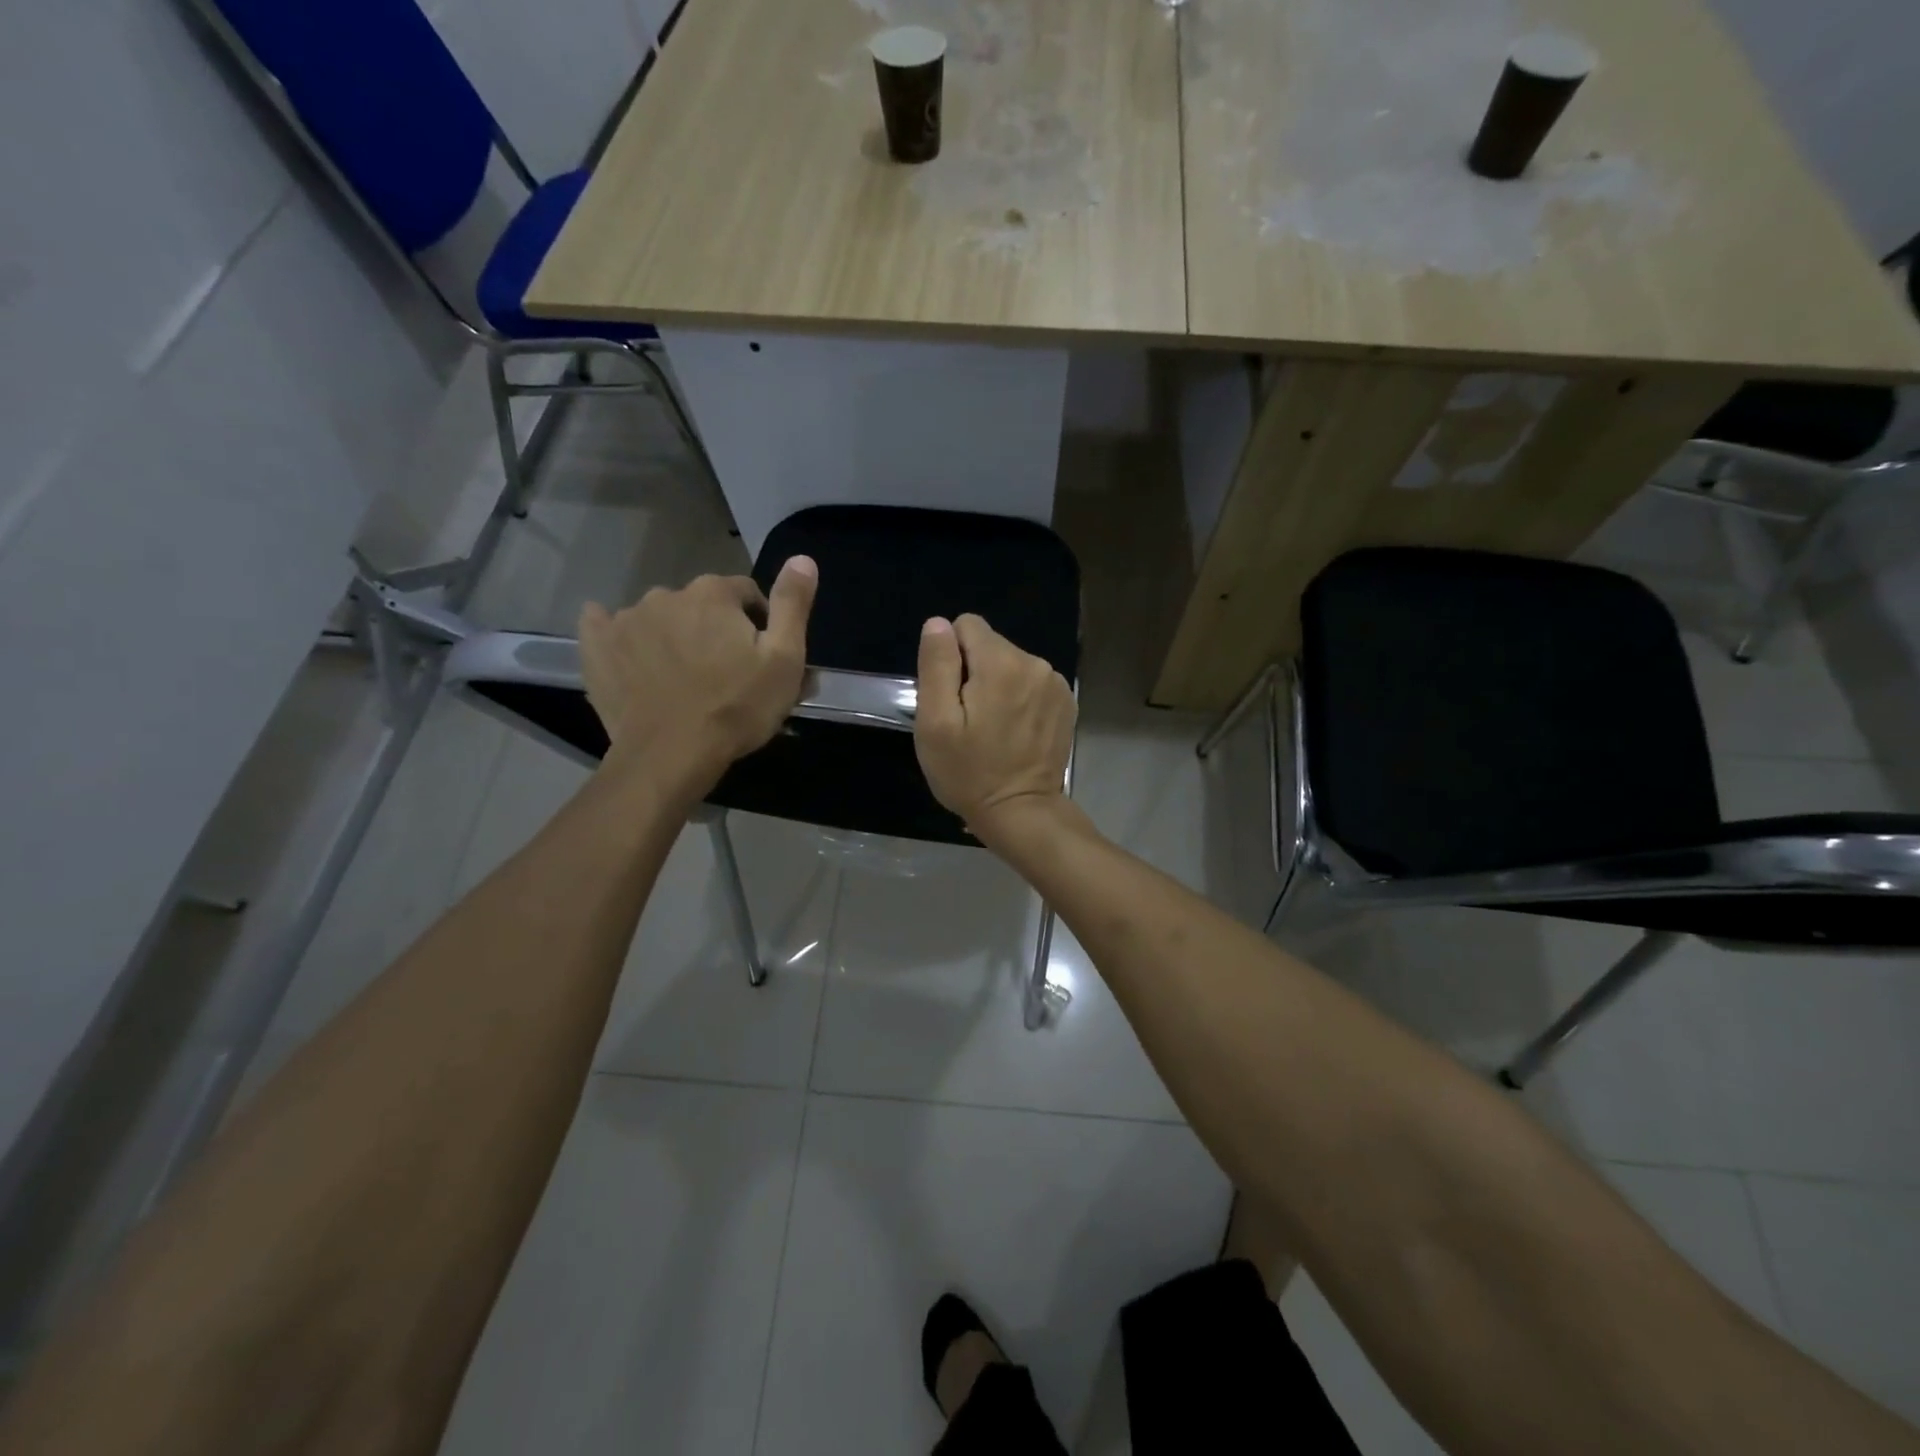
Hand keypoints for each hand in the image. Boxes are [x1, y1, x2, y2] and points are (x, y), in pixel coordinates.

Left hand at [579, 557, 816, 791]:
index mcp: (714, 593)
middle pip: (701, 605)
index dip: (758, 623)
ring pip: (661, 618)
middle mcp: (667, 594)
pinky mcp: (597, 646)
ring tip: (683, 679)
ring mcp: (626, 619)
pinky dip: (621, 636)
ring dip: (674, 637)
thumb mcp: (784, 659)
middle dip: (714, 630)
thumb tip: (802, 558)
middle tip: (724, 673)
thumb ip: (792, 604)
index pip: (745, 593)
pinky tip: (631, 657)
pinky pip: (605, 626)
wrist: (671, 755)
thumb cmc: (737, 708)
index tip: (760, 658)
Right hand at [914, 613, 1074, 841]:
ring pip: (1011, 664)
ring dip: (998, 686)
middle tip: (969, 718)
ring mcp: (1055, 684)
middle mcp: (1035, 663)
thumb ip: (937, 665)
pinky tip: (1015, 732)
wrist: (1020, 812)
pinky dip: (1020, 699)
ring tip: (992, 728)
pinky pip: (1032, 683)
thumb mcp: (935, 722)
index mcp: (1001, 663)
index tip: (951, 695)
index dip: (950, 656)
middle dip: (974, 672)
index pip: (966, 625)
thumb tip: (938, 624)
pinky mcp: (1066, 703)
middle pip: (990, 645)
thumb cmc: (969, 772)